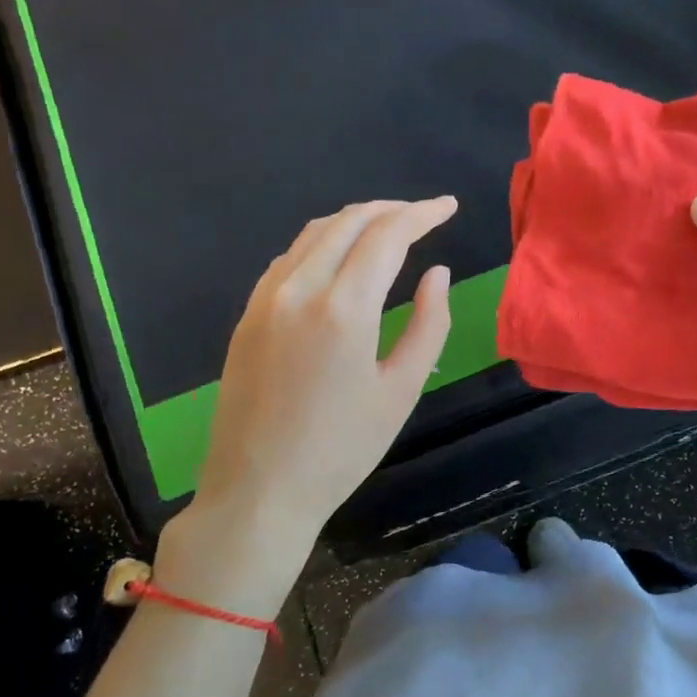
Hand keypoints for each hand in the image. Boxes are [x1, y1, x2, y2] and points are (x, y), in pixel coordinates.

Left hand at [160, 198, 455, 613]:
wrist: (258, 490)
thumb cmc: (342, 449)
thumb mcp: (401, 390)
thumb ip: (428, 324)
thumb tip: (436, 273)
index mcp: (343, 308)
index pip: (386, 235)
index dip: (422, 214)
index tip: (448, 207)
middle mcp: (299, 289)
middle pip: (347, 222)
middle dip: (390, 210)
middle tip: (423, 215)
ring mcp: (265, 299)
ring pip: (313, 234)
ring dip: (354, 221)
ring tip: (388, 229)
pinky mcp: (247, 315)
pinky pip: (289, 258)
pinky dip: (322, 243)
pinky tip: (340, 259)